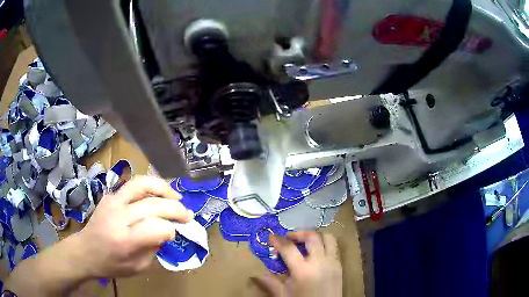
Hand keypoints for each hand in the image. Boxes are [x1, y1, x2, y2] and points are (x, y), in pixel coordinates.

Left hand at [74, 176, 192, 277]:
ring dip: (163, 188)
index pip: (156, 228)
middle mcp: (118, 217)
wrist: (86, 250)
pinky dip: (149, 188)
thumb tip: (165, 231)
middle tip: (187, 215)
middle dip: (175, 209)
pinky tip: (156, 195)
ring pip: (142, 184)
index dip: (170, 230)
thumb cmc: (112, 264)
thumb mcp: (137, 267)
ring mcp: (112, 202)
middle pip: (153, 205)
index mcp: (125, 241)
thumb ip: (153, 249)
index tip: (174, 234)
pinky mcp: (110, 195)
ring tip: (175, 196)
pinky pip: (132, 185)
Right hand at [254, 232, 342, 296]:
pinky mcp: (340, 265)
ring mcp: (332, 262)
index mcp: (303, 271)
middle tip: (289, 238)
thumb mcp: (284, 295)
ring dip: (316, 235)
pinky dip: (325, 244)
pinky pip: (334, 247)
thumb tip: (257, 273)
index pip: (289, 248)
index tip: (272, 236)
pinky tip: (317, 252)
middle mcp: (320, 262)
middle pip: (312, 237)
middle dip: (298, 233)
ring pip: (328, 238)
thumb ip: (271, 282)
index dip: (278, 240)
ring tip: (305, 242)